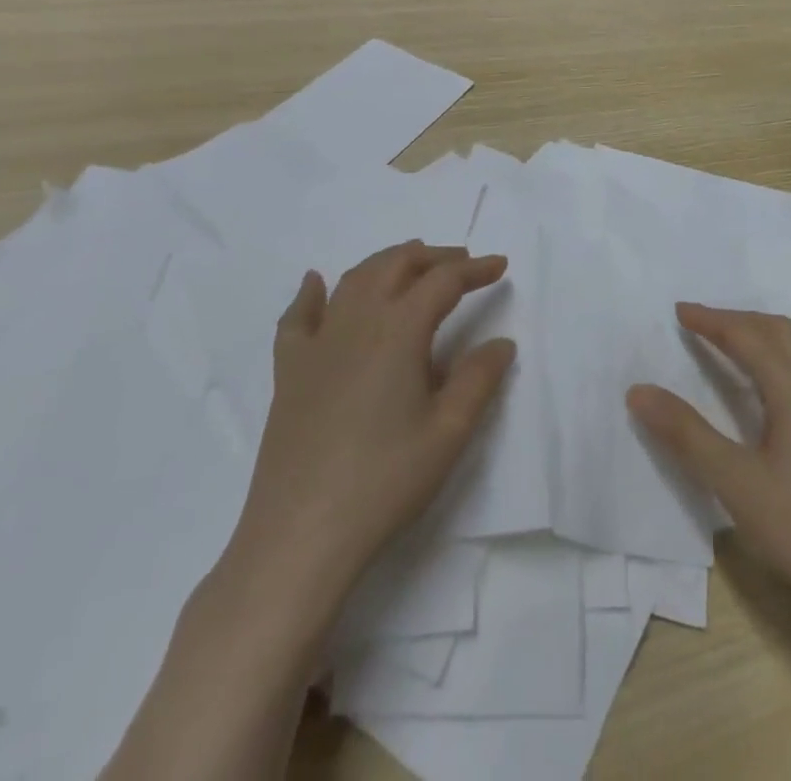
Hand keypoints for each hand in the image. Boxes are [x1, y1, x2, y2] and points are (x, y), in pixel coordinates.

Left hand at [225, 243, 514, 610]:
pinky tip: (317, 283)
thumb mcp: (448, 433)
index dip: (475, 270)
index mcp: (399, 330)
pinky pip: (298, 317)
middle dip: (433, 257)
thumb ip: (478, 379)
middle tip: (461, 263)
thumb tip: (501, 342)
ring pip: (353, 280)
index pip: (443, 282)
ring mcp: (317, 343)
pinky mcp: (289, 370)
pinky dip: (311, 293)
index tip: (500, 266)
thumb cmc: (384, 481)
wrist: (300, 534)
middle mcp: (357, 321)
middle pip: (396, 266)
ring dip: (386, 263)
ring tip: (410, 264)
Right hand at [627, 304, 790, 644]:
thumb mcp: (735, 484)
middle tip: (710, 324)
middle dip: (744, 320)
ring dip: (786, 331)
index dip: (712, 321)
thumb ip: (686, 434)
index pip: (748, 337)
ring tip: (761, 339)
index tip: (680, 311)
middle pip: (785, 332)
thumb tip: (639, 390)